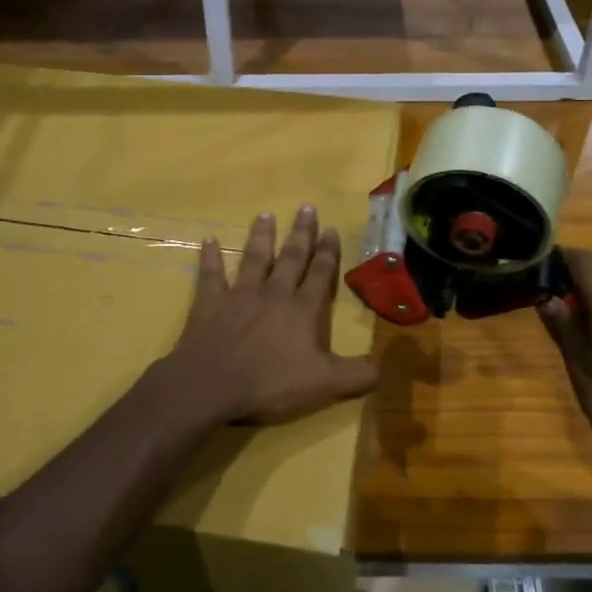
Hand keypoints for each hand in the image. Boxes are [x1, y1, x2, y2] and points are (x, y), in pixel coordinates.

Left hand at [162, 207, 379, 425]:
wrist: (212, 383)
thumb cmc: (270, 382)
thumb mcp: (324, 384)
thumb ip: (357, 374)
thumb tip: (383, 366)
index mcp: (303, 310)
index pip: (320, 274)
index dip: (327, 252)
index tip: (330, 228)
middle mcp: (274, 293)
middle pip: (291, 258)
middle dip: (301, 233)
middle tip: (306, 207)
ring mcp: (240, 294)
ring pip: (254, 258)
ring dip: (262, 236)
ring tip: (266, 214)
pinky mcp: (211, 302)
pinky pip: (211, 274)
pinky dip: (210, 256)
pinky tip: (208, 239)